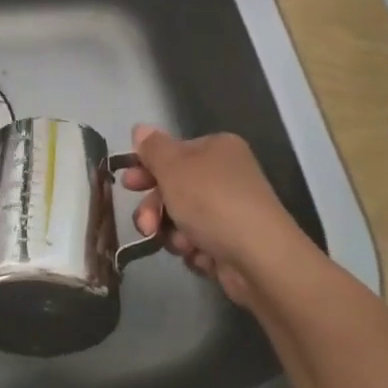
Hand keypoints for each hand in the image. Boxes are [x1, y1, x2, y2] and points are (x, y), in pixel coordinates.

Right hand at [120, 125, 309, 305]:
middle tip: (144, 223)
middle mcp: (227, 175)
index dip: (147, 167)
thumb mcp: (173, 167)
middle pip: (176, 187)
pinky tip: (198, 254)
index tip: (128, 183)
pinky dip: (193, 249)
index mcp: (218, 148)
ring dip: (172, 231)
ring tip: (179, 243)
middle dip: (155, 207)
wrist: (259, 258)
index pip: (174, 152)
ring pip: (183, 218)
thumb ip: (153, 148)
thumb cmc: (212, 201)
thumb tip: (141, 129)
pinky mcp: (233, 243)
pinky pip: (199, 242)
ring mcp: (231, 211)